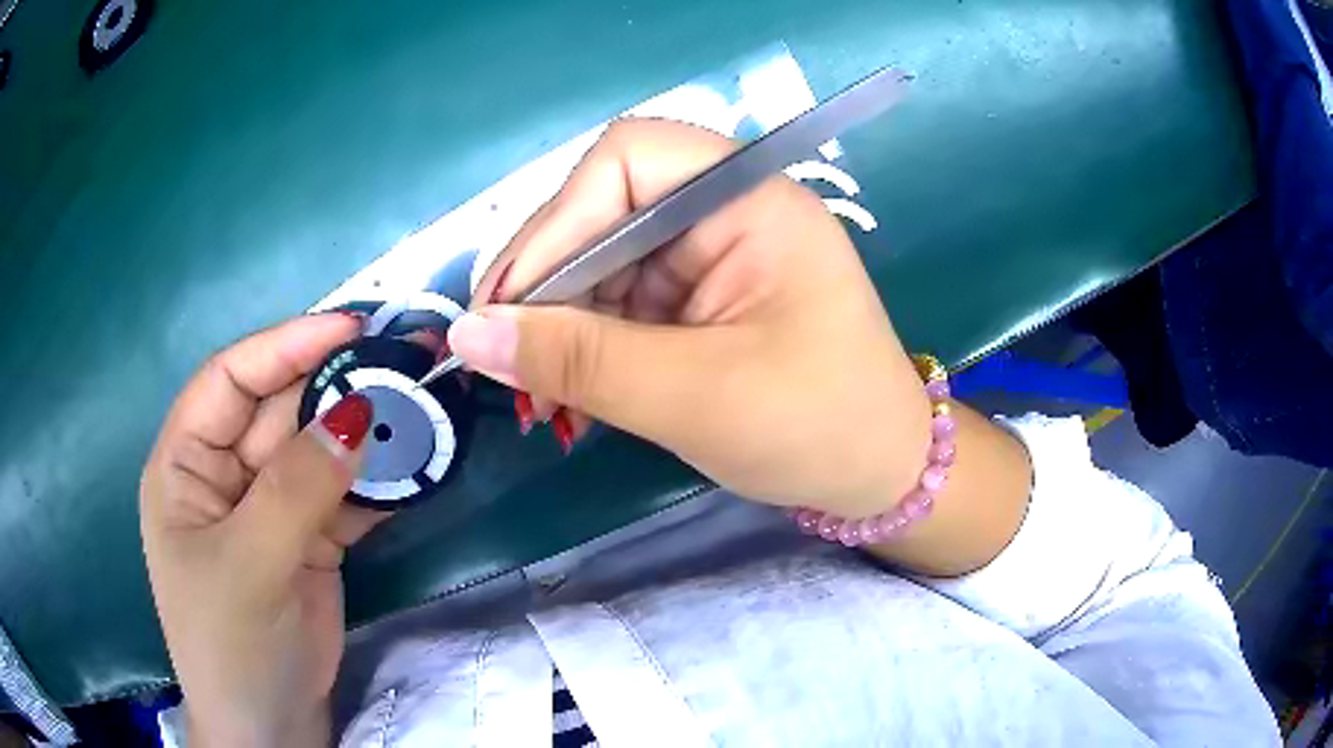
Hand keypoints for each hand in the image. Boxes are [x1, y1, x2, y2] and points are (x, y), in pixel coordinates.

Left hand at [140, 314, 385, 746]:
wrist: (269, 726)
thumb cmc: (231, 645)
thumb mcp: (250, 564)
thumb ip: (296, 487)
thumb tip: (355, 412)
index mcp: (186, 465)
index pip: (229, 381)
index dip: (283, 346)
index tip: (349, 327)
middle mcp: (225, 475)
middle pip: (279, 410)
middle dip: (335, 387)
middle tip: (403, 365)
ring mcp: (269, 508)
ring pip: (318, 451)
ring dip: (364, 433)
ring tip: (420, 409)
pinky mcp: (307, 540)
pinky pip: (343, 495)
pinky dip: (377, 483)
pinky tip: (414, 467)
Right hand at [450, 119, 931, 518]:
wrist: (882, 476)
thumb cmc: (818, 427)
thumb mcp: (694, 396)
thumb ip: (578, 361)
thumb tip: (468, 335)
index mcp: (748, 199)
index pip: (626, 160)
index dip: (557, 221)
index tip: (509, 304)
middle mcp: (726, 210)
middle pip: (603, 209)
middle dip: (546, 283)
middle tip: (502, 358)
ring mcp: (711, 254)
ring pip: (601, 261)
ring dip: (558, 324)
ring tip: (535, 395)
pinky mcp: (699, 299)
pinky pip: (620, 302)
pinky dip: (585, 345)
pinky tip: (568, 395)